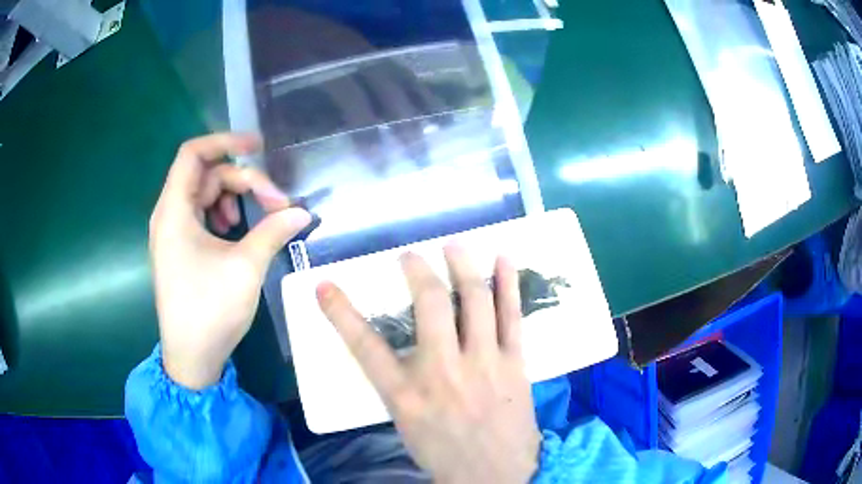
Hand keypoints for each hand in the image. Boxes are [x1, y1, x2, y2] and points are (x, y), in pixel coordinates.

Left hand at [149, 133, 310, 389]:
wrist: (190, 357)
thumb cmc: (210, 310)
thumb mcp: (245, 267)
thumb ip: (273, 231)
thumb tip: (302, 212)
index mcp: (174, 211)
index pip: (194, 154)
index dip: (225, 141)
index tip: (258, 147)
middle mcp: (168, 215)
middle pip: (206, 175)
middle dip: (242, 180)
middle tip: (276, 201)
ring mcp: (172, 232)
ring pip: (205, 194)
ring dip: (233, 198)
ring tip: (256, 218)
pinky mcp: (179, 248)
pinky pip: (201, 215)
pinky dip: (222, 215)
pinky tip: (236, 232)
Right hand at [317, 245, 539, 482]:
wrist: (494, 475)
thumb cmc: (443, 453)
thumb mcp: (404, 423)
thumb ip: (396, 384)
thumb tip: (392, 349)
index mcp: (406, 395)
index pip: (364, 345)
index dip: (340, 312)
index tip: (325, 285)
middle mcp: (443, 371)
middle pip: (428, 305)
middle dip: (416, 271)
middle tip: (410, 255)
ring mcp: (483, 364)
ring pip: (474, 300)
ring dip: (463, 266)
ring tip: (454, 245)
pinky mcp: (513, 364)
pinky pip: (512, 315)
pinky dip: (508, 283)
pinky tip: (503, 258)